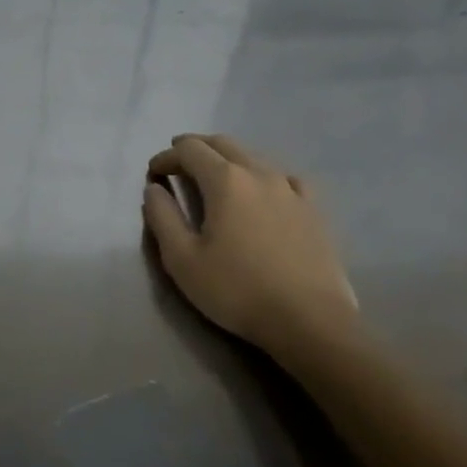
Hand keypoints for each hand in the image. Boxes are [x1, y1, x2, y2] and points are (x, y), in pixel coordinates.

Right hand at [143, 134, 358, 363]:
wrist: (311, 323)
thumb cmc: (238, 290)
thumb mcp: (182, 260)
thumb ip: (162, 217)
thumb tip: (154, 189)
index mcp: (225, 180)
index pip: (189, 150)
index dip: (166, 157)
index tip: (153, 174)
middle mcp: (258, 173)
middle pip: (222, 143)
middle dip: (195, 148)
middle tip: (178, 163)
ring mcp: (290, 189)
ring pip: (253, 156)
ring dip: (228, 158)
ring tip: (215, 176)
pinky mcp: (313, 210)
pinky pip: (285, 178)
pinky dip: (264, 176)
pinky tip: (264, 192)